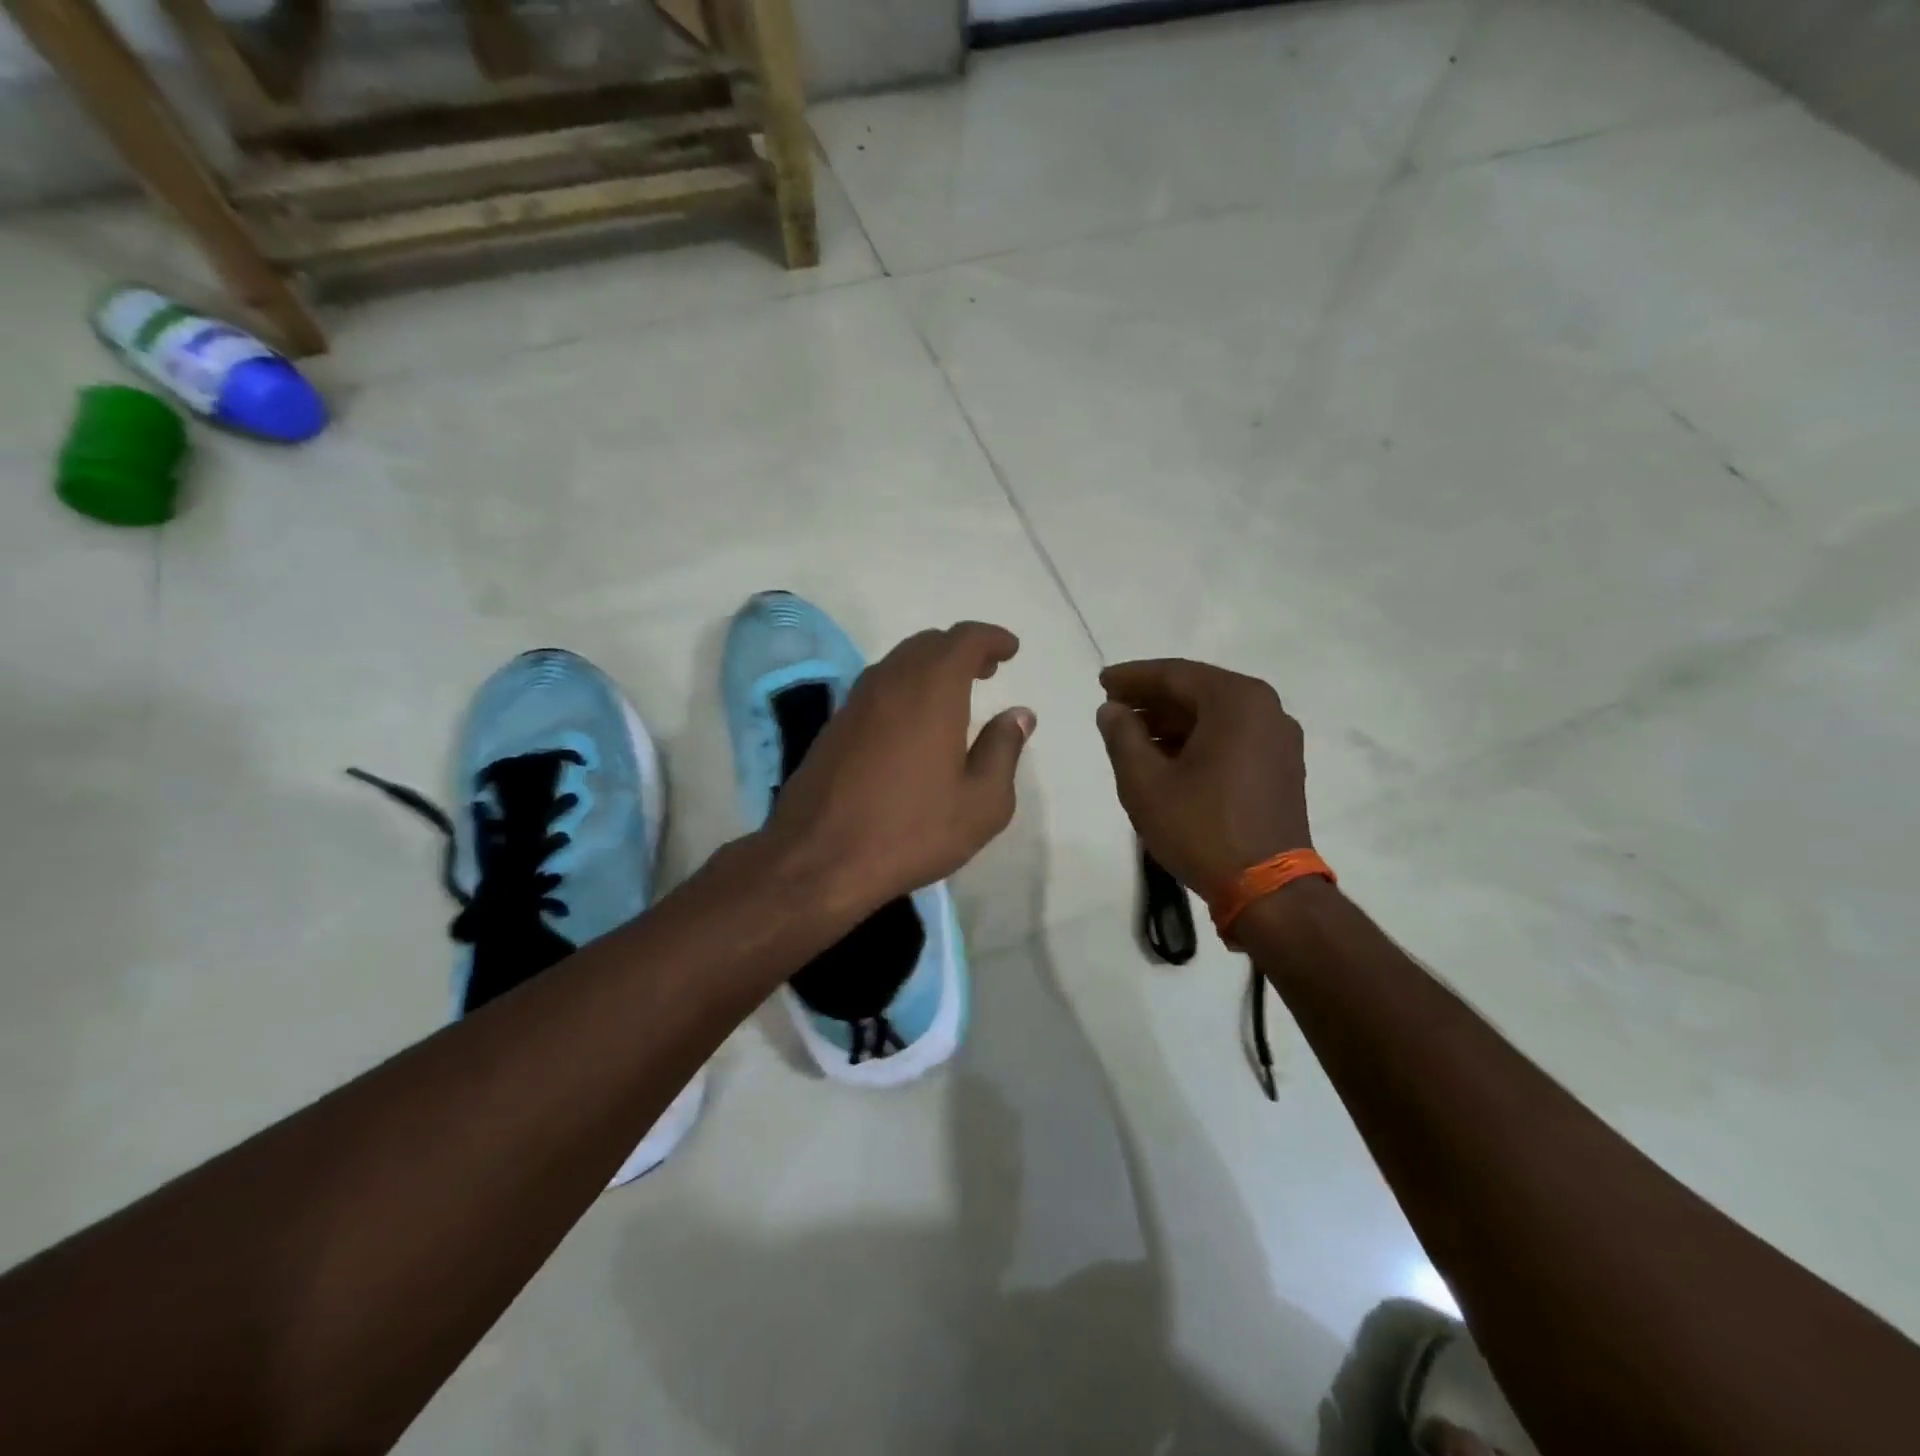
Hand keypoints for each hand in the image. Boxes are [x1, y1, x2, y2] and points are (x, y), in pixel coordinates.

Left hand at [765, 622, 1035, 917]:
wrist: (818, 858)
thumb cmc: (911, 831)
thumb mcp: (981, 803)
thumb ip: (1003, 750)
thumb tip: (1018, 715)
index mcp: (932, 691)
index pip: (964, 640)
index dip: (991, 638)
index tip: (1010, 650)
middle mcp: (891, 682)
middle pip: (929, 644)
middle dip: (962, 649)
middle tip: (987, 670)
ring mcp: (856, 702)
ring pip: (899, 662)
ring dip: (931, 666)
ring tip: (955, 692)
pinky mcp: (835, 726)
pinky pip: (878, 687)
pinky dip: (904, 687)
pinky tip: (913, 721)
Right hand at [1095, 658, 1309, 896]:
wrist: (1267, 889)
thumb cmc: (1201, 828)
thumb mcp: (1145, 781)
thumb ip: (1122, 736)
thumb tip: (1112, 710)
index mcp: (1236, 701)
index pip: (1175, 675)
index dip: (1132, 677)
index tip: (1101, 682)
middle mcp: (1266, 709)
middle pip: (1198, 691)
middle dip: (1152, 698)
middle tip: (1112, 707)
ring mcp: (1279, 739)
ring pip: (1215, 715)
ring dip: (1172, 721)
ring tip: (1131, 734)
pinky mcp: (1281, 767)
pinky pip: (1232, 737)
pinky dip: (1197, 739)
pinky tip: (1166, 756)